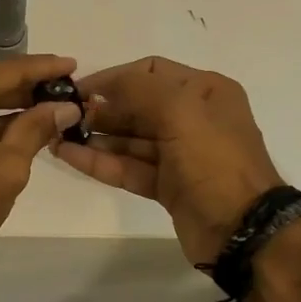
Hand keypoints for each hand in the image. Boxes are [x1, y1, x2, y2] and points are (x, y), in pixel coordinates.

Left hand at [0, 54, 83, 278]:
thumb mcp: (9, 166)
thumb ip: (37, 127)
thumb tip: (67, 107)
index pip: (4, 71)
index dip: (41, 68)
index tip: (71, 64)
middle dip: (24, 86)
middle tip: (63, 88)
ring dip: (4, 102)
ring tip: (46, 105)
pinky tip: (15, 122)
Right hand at [55, 56, 283, 264]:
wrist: (242, 230)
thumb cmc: (214, 161)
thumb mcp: (180, 111)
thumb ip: (137, 89)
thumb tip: (100, 88)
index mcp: (204, 91)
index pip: (151, 71)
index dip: (114, 77)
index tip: (78, 89)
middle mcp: (193, 117)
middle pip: (137, 105)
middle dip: (101, 109)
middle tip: (63, 116)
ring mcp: (179, 154)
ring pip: (129, 138)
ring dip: (95, 136)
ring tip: (57, 136)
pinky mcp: (166, 185)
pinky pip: (127, 166)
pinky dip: (100, 161)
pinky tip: (69, 156)